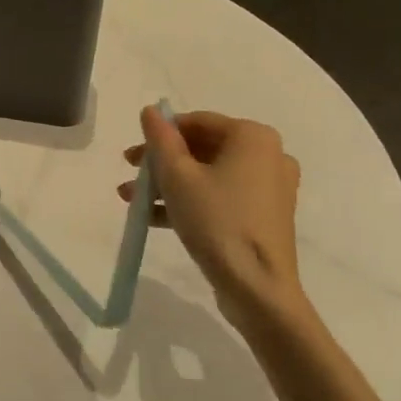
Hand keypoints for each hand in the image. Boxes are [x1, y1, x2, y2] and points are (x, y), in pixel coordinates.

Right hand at [119, 106, 305, 333]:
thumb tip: (151, 110)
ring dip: (170, 185)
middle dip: (161, 164)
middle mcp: (268, 155)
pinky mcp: (265, 217)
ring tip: (133, 201)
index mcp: (253, 137)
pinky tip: (155, 218)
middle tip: (130, 176)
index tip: (131, 157)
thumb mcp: (177, 176)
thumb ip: (161, 139)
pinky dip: (191, 202)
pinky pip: (222, 197)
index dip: (159, 135)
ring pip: (209, 176)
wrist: (259, 290)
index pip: (196, 122)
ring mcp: (270, 188)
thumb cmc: (217, 222)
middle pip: (202, 149)